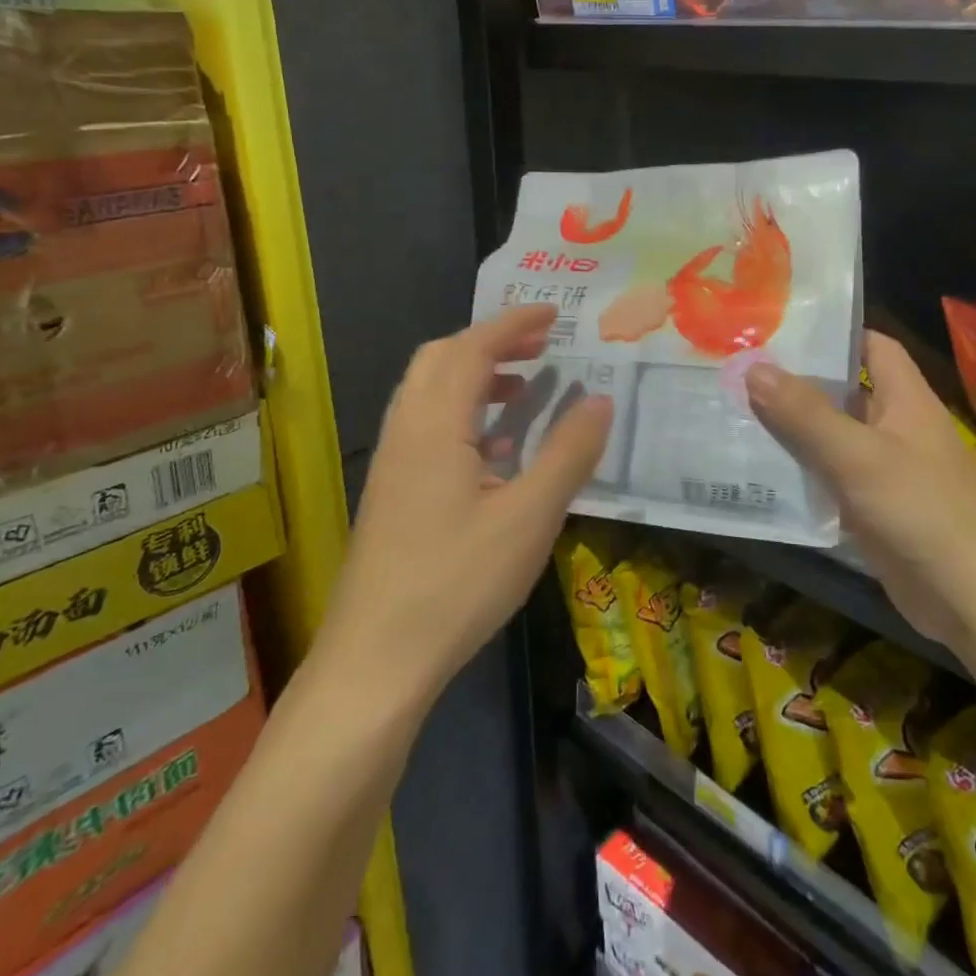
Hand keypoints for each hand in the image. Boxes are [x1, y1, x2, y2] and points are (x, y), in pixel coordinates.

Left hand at [314, 305, 612, 703]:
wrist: (374, 662)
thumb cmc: (456, 583)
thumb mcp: (529, 517)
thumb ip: (568, 453)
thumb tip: (601, 400)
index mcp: (435, 424)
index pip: (472, 348)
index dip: (513, 323)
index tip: (553, 314)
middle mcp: (406, 430)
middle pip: (441, 358)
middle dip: (491, 341)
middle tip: (540, 347)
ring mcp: (392, 462)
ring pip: (429, 391)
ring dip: (474, 375)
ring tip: (523, 389)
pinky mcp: (390, 491)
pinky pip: (426, 424)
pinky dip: (462, 411)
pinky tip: (495, 449)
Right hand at [747, 331, 975, 642]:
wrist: (972, 599)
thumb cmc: (921, 510)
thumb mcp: (857, 455)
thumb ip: (805, 413)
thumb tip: (754, 367)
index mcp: (905, 398)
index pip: (872, 345)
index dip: (833, 333)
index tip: (781, 330)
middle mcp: (896, 426)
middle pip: (844, 391)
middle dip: (796, 382)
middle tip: (740, 370)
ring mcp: (884, 469)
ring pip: (831, 436)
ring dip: (792, 428)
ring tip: (735, 412)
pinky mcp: (873, 507)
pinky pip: (830, 477)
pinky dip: (800, 471)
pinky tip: (759, 470)